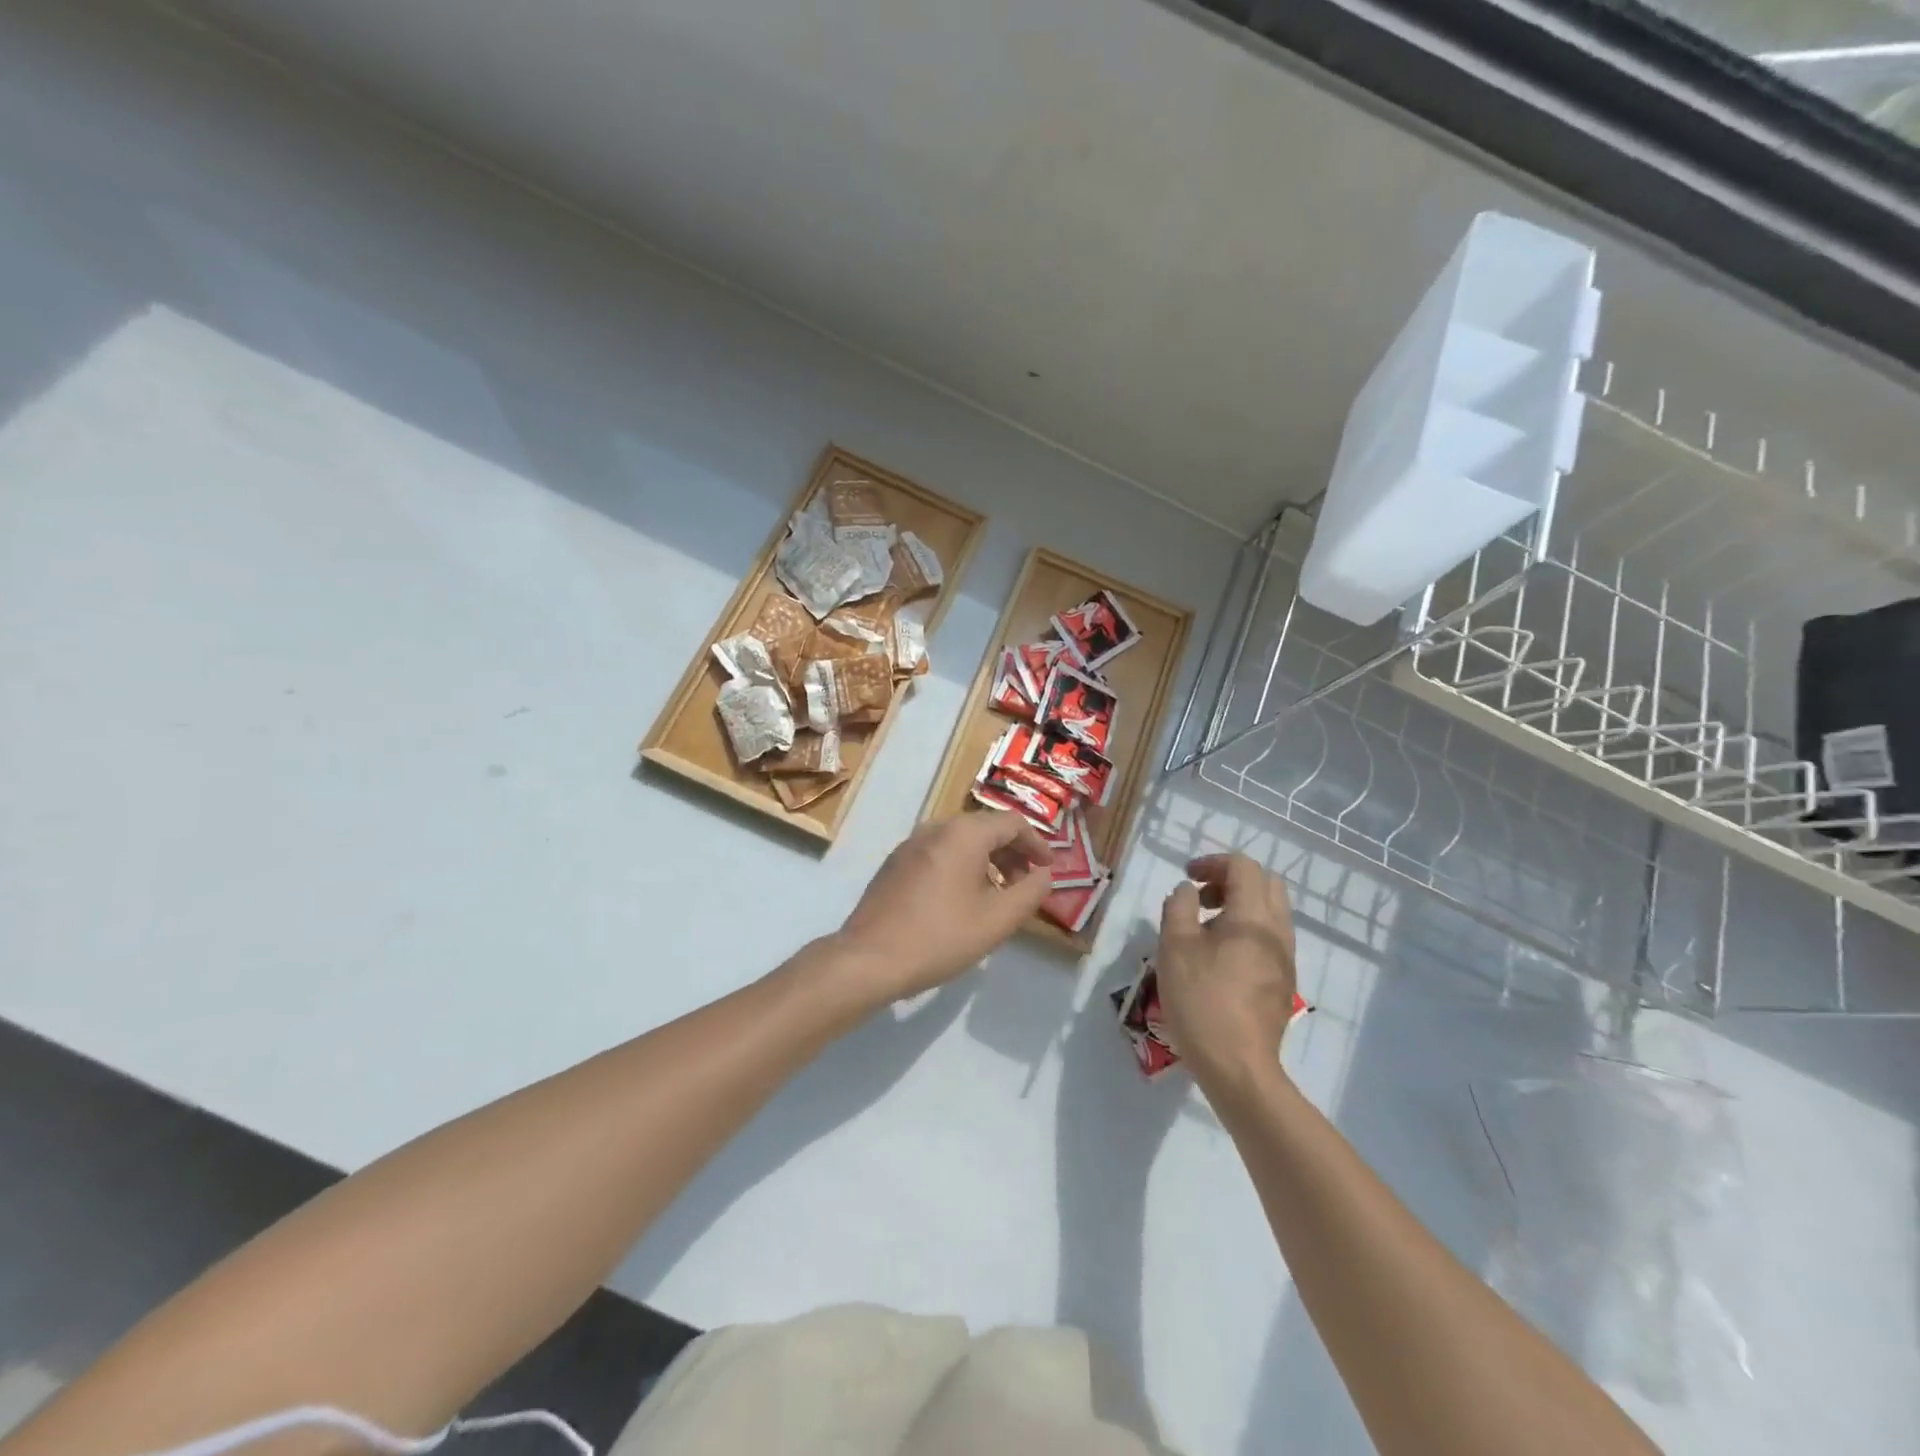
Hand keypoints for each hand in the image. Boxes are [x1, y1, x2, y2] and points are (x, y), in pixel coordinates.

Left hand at [832, 810, 1053, 1007]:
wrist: (868, 959)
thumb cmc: (939, 937)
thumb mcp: (997, 920)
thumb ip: (1030, 893)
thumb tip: (1044, 874)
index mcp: (963, 834)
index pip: (1012, 823)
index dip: (1037, 844)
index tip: (1048, 869)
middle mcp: (935, 828)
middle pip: (985, 828)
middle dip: (1012, 853)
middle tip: (1026, 883)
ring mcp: (910, 844)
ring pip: (960, 841)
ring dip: (987, 860)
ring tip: (998, 894)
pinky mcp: (894, 863)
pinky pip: (939, 853)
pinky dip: (961, 866)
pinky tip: (962, 899)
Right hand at [1156, 853, 1297, 1088]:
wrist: (1237, 1066)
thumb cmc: (1201, 1000)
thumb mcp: (1174, 946)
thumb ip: (1178, 907)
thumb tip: (1187, 891)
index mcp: (1253, 917)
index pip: (1244, 867)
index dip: (1213, 863)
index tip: (1187, 877)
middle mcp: (1278, 931)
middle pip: (1266, 884)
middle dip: (1232, 880)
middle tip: (1201, 897)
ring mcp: (1286, 959)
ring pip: (1272, 912)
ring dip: (1240, 905)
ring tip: (1206, 928)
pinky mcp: (1284, 982)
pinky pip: (1271, 938)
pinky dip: (1248, 930)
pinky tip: (1220, 957)